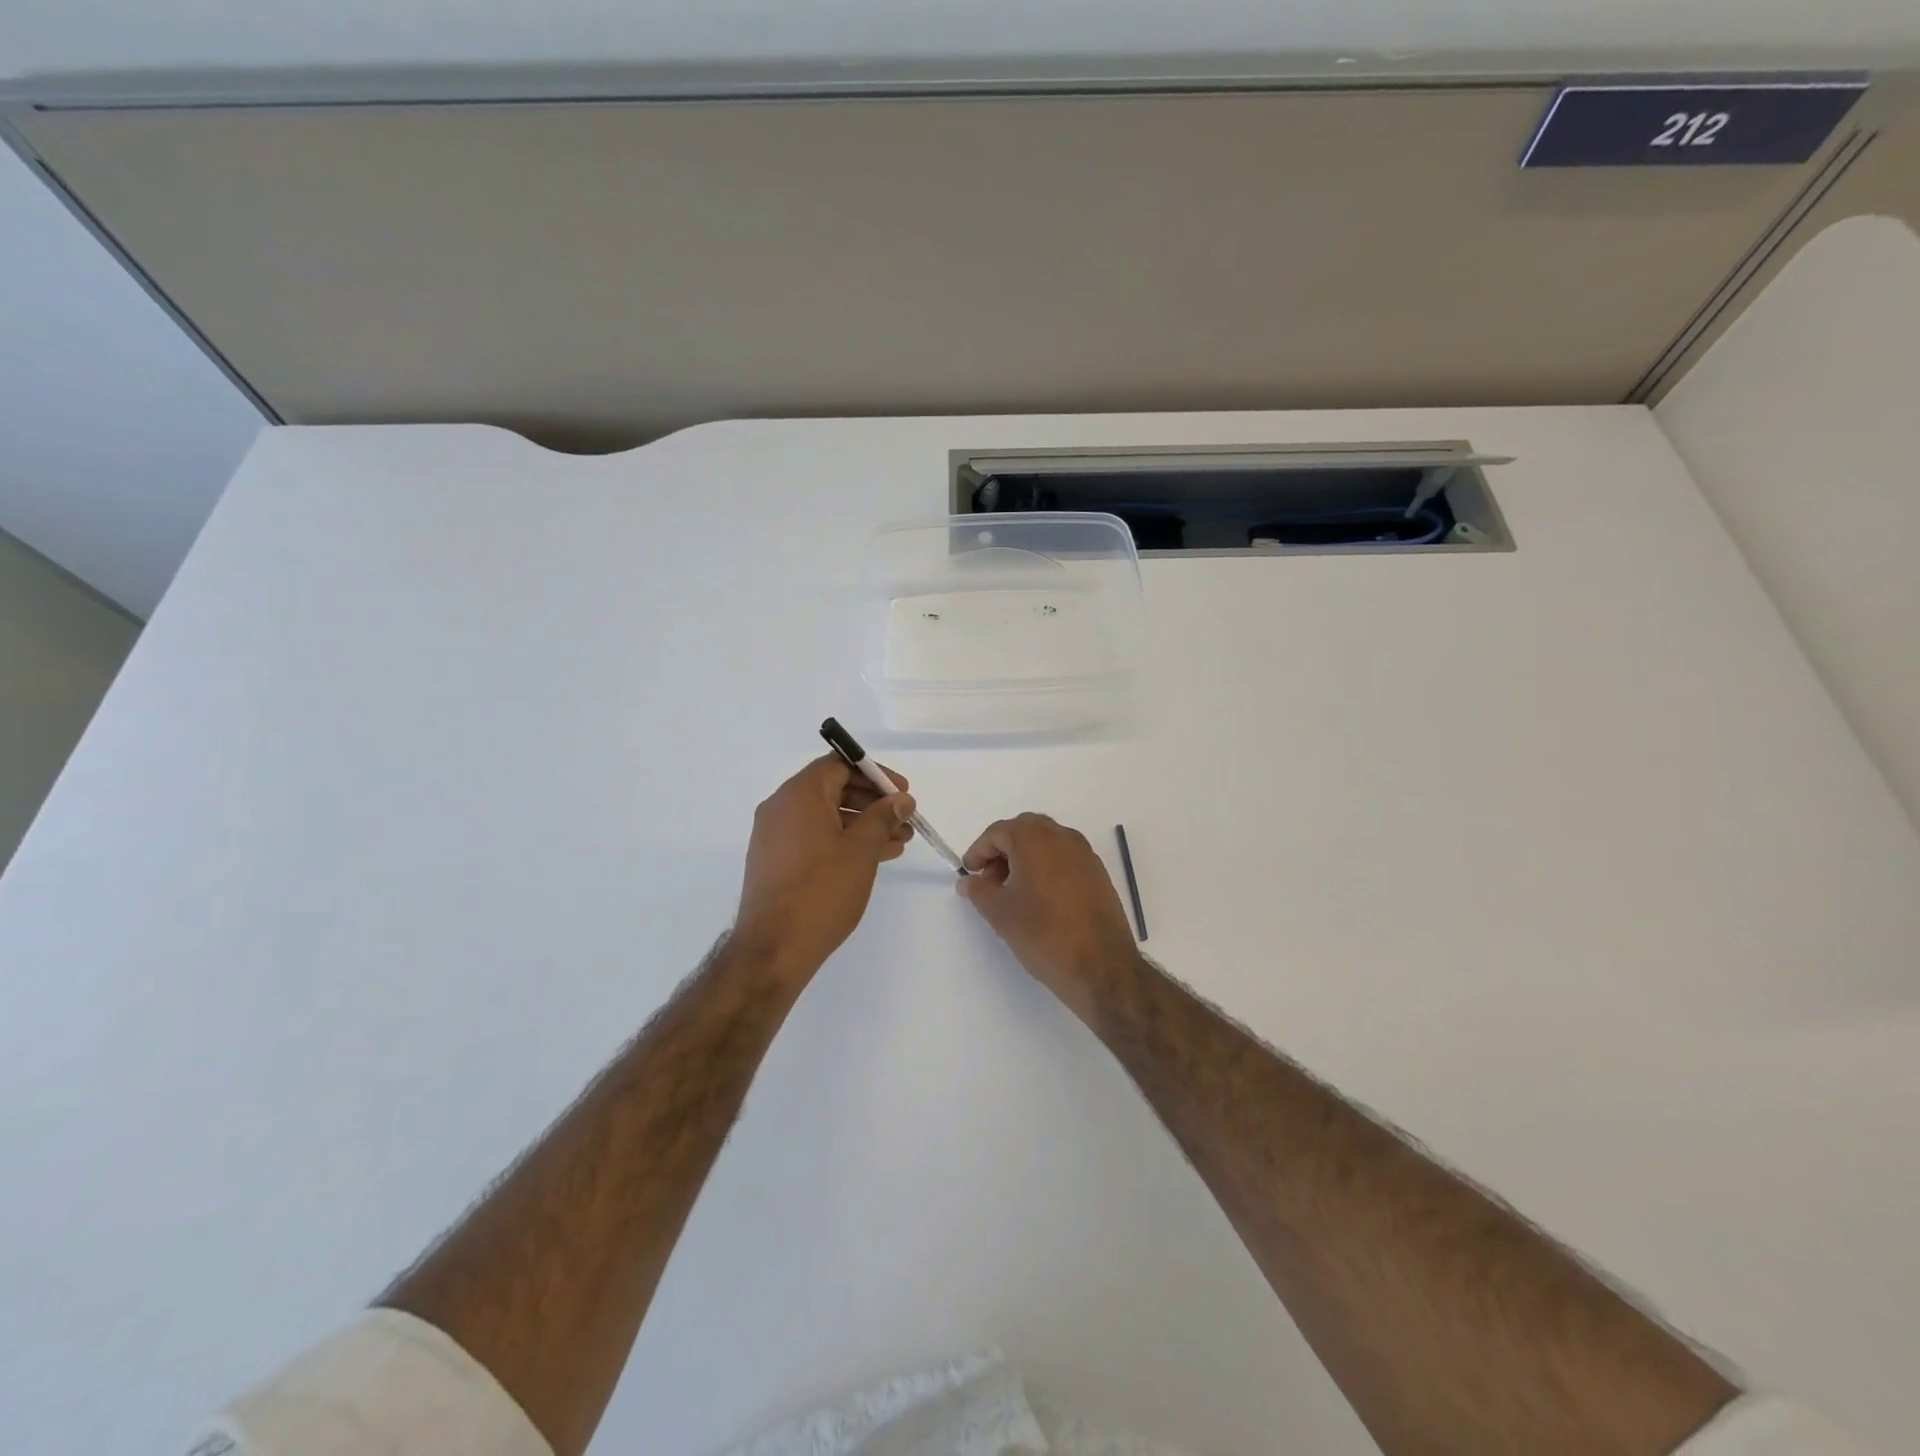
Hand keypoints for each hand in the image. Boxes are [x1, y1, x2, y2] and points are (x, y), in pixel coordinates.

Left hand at [735, 754, 914, 979]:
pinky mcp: (775, 861)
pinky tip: (873, 857)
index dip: (874, 774)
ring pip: (825, 816)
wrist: (773, 949)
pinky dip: (842, 840)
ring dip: (862, 824)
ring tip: (898, 842)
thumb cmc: (822, 891)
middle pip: (832, 789)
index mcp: (799, 795)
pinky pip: (813, 837)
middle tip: (903, 820)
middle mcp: (781, 807)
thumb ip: (883, 817)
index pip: (839, 765)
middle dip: (872, 802)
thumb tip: (900, 800)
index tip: (902, 793)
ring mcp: (774, 836)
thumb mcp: (862, 850)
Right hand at [957, 814, 1140, 1019]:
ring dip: (1026, 856)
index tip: (970, 873)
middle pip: (1025, 829)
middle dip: (1003, 848)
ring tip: (1014, 890)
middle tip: (990, 878)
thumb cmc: (1044, 935)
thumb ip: (979, 891)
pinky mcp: (1098, 873)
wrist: (1102, 967)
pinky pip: (1065, 856)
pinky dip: (1047, 865)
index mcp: (1035, 840)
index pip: (999, 832)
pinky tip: (1040, 897)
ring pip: (1047, 841)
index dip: (979, 850)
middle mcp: (1063, 837)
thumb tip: (969, 881)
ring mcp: (1085, 854)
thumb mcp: (1001, 914)